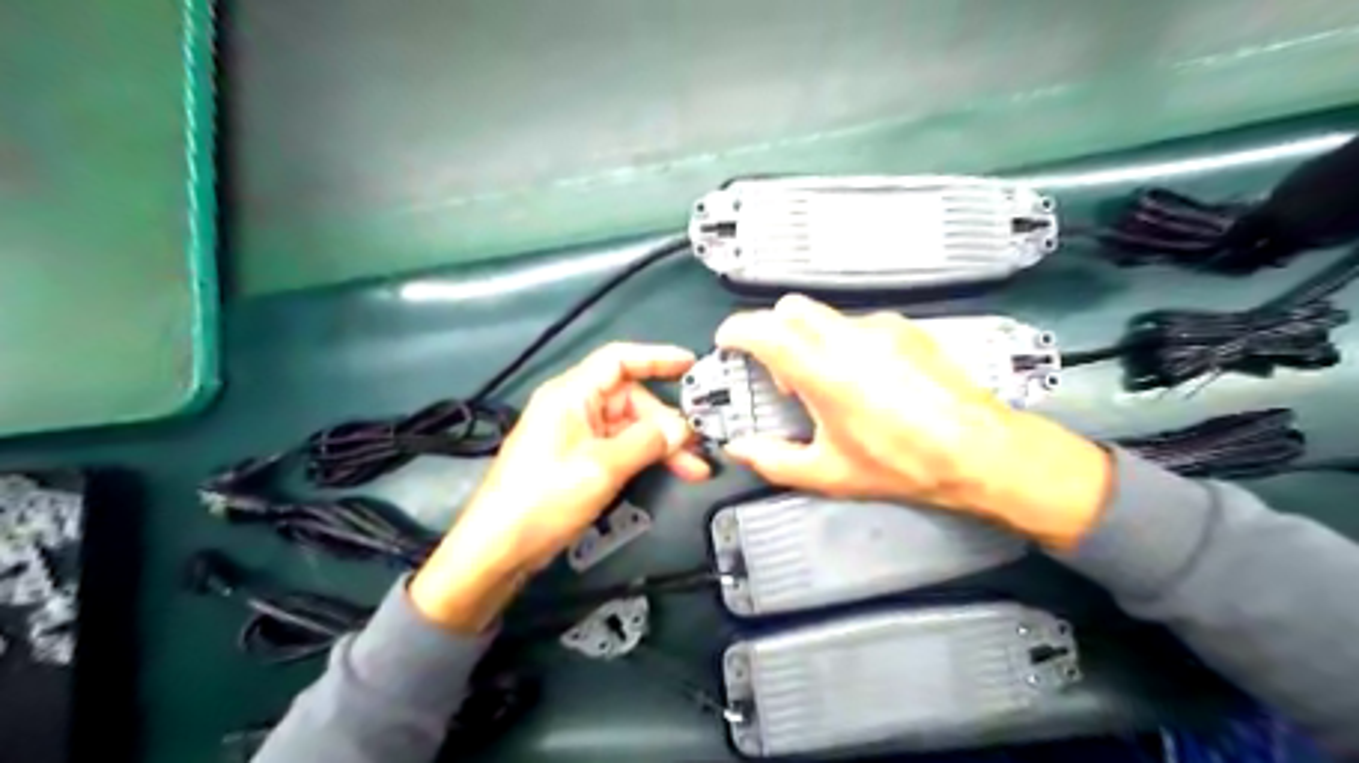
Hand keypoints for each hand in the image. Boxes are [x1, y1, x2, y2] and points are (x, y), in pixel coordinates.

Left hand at [407, 342, 706, 627]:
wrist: (498, 548)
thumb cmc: (544, 498)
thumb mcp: (601, 467)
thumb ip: (646, 442)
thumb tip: (681, 429)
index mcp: (571, 395)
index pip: (619, 360)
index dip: (656, 357)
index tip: (691, 364)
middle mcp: (573, 407)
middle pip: (630, 399)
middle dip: (665, 421)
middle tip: (695, 447)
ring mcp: (575, 434)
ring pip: (629, 426)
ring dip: (661, 444)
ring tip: (693, 467)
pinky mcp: (577, 459)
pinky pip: (619, 446)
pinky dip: (644, 456)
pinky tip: (668, 470)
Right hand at [715, 295, 1107, 550]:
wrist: (978, 450)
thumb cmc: (900, 463)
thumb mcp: (828, 473)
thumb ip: (772, 460)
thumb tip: (739, 449)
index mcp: (820, 369)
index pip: (762, 329)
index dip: (736, 331)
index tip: (728, 343)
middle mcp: (847, 337)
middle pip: (791, 308)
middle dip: (772, 331)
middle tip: (780, 372)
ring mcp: (881, 327)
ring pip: (827, 316)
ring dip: (810, 339)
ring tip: (827, 382)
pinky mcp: (907, 329)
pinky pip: (860, 325)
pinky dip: (845, 342)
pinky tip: (866, 379)